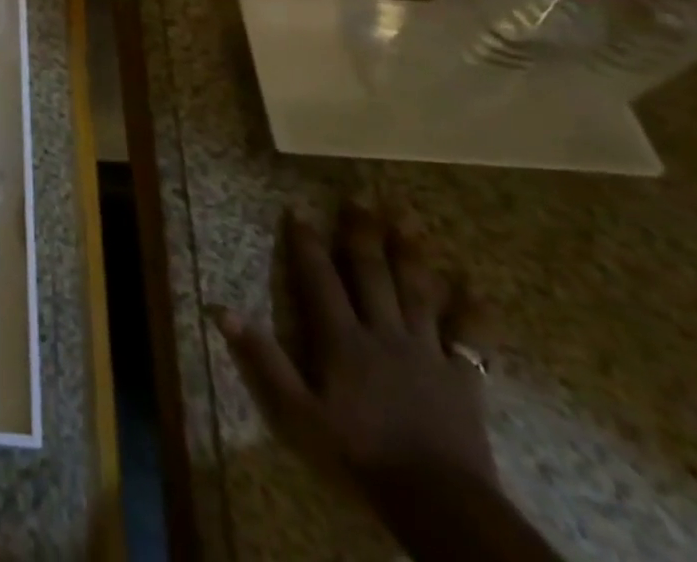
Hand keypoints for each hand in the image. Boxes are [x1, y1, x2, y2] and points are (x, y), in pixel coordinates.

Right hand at [217, 202, 496, 500]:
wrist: (440, 502)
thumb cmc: (361, 454)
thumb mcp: (299, 413)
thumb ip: (263, 360)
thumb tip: (221, 310)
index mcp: (342, 338)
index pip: (318, 278)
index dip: (306, 243)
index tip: (297, 209)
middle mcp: (382, 332)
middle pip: (371, 273)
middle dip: (362, 232)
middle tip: (360, 195)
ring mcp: (425, 352)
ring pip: (417, 291)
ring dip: (411, 252)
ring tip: (408, 216)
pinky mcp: (462, 378)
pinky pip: (470, 338)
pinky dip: (473, 311)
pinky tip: (475, 286)